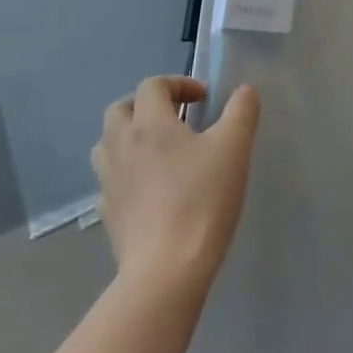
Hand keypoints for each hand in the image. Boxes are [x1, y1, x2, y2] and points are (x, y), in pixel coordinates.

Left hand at [92, 76, 260, 294]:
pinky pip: (109, 179)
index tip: (203, 99)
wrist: (166, 269)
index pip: (152, 85)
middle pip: (120, 109)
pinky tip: (149, 187)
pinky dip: (126, 172)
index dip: (178, 83)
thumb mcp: (234, 147)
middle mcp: (121, 145)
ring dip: (130, 136)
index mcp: (149, 123)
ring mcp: (108, 181)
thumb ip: (241, 111)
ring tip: (159, 150)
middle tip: (176, 118)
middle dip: (146, 105)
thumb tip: (244, 90)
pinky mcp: (108, 213)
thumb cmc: (202, 199)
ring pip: (107, 143)